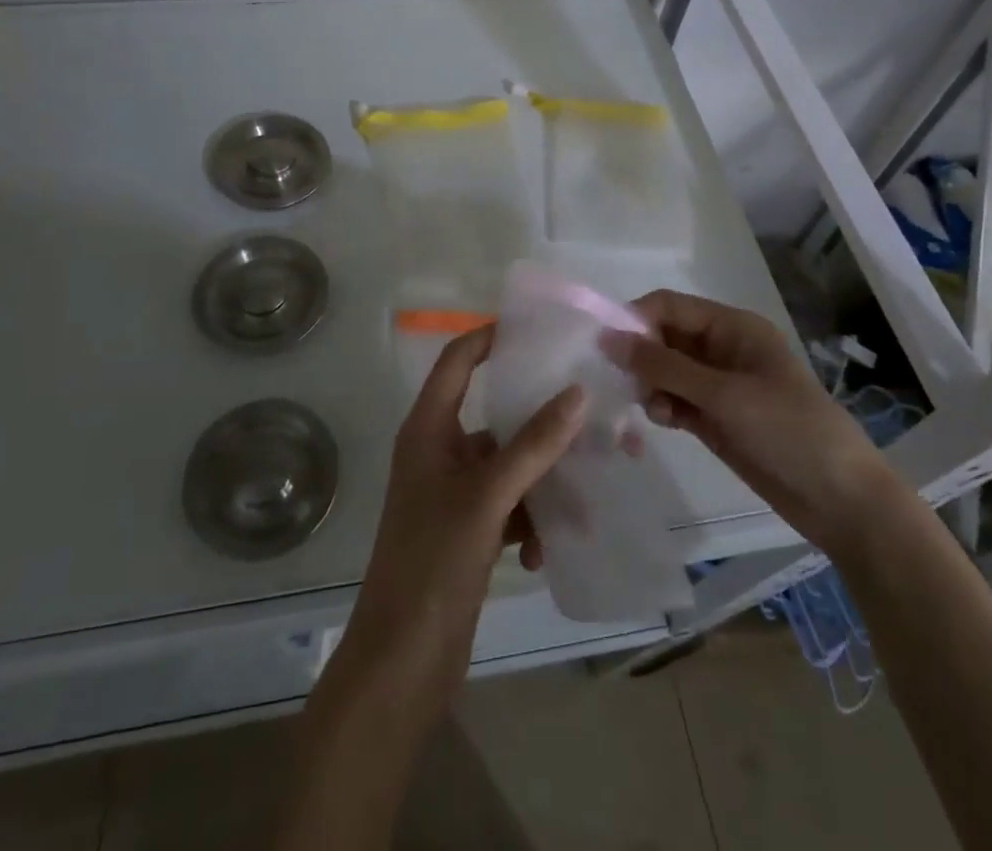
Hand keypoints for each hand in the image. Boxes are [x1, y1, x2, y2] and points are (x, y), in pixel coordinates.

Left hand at [328, 325, 586, 731]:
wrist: (402, 660)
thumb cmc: (434, 561)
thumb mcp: (487, 497)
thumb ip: (533, 444)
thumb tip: (577, 392)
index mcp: (428, 429)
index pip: (457, 361)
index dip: (490, 338)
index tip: (538, 330)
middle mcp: (438, 452)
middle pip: (493, 415)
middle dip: (539, 420)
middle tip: (589, 412)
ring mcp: (453, 493)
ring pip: (508, 465)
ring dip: (543, 479)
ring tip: (587, 491)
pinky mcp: (467, 530)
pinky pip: (509, 506)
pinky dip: (531, 520)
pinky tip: (548, 550)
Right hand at [600, 290, 890, 553]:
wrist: (840, 500)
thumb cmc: (787, 430)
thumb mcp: (723, 394)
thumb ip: (663, 366)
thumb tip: (607, 338)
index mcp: (732, 327)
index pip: (670, 305)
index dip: (636, 319)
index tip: (607, 348)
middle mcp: (722, 348)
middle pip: (664, 336)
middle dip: (641, 356)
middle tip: (625, 384)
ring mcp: (718, 385)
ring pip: (664, 370)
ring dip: (651, 385)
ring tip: (655, 409)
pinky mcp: (714, 417)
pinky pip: (674, 399)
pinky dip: (663, 406)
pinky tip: (666, 422)